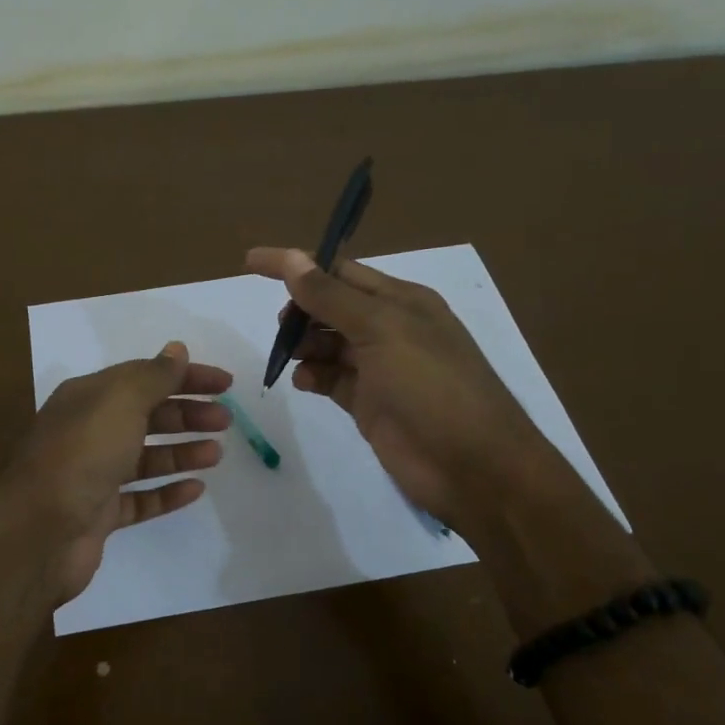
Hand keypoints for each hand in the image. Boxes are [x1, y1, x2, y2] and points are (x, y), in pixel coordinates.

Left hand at [0, 341, 232, 601]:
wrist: (37, 532)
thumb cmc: (82, 454)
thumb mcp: (120, 401)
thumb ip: (153, 376)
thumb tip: (177, 349)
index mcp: (89, 397)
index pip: (144, 376)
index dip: (186, 376)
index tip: (225, 384)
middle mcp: (88, 432)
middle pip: (146, 416)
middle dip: (187, 414)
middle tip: (225, 420)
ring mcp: (92, 476)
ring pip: (145, 458)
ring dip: (181, 451)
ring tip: (216, 454)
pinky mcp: (99, 515)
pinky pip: (140, 499)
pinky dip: (167, 492)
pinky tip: (196, 489)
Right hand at [245, 247, 551, 534]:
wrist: (472, 467)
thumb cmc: (431, 386)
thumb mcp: (381, 330)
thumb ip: (331, 296)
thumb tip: (291, 258)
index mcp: (401, 300)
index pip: (339, 270)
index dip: (297, 265)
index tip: (252, 261)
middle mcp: (391, 328)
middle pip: (331, 306)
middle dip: (301, 310)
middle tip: (281, 327)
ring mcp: (380, 368)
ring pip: (328, 344)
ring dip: (304, 345)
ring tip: (289, 357)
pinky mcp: (370, 403)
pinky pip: (331, 379)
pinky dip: (313, 376)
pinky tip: (304, 382)